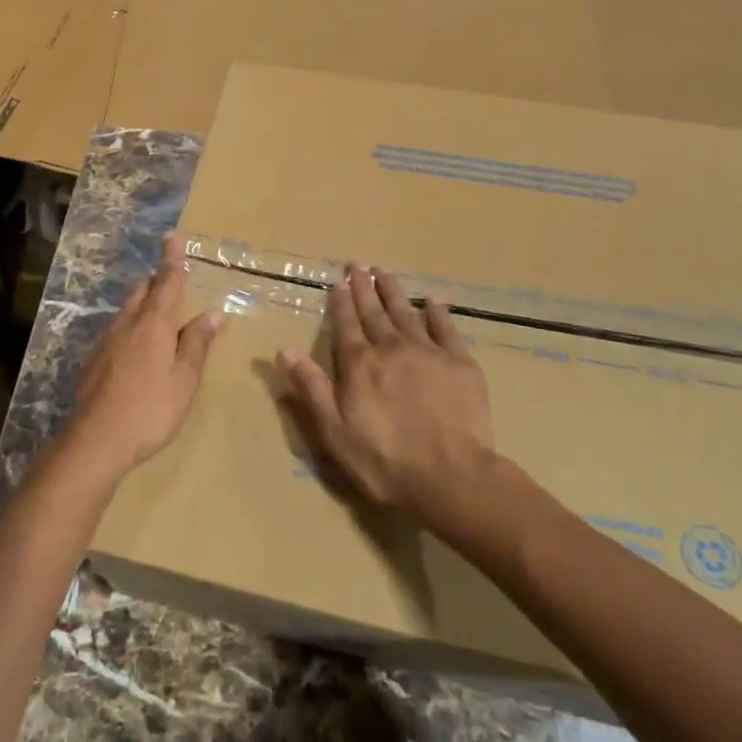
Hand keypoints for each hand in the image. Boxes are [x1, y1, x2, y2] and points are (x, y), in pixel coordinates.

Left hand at [66, 234, 222, 478]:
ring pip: (126, 309)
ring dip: (141, 301)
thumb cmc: (150, 409)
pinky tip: (134, 346)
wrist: (95, 440)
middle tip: (169, 278)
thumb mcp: (184, 378)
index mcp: (153, 324)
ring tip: (155, 310)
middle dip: (156, 279)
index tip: (172, 237)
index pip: (166, 282)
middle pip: (141, 290)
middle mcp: (127, 324)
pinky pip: (116, 330)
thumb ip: (197, 343)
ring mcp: (106, 342)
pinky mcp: (93, 361)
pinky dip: (130, 325)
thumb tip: (214, 313)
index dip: (172, 260)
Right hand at [277, 265, 492, 519]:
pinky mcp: (459, 362)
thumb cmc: (384, 460)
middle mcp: (391, 347)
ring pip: (406, 312)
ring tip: (385, 272)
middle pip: (374, 311)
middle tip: (358, 265)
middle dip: (364, 287)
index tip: (338, 282)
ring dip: (393, 291)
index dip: (341, 302)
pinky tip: (431, 301)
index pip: (346, 324)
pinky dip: (437, 312)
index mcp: (359, 364)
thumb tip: (283, 350)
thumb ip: (311, 387)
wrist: (450, 475)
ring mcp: (428, 351)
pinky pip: (445, 327)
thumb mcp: (334, 431)